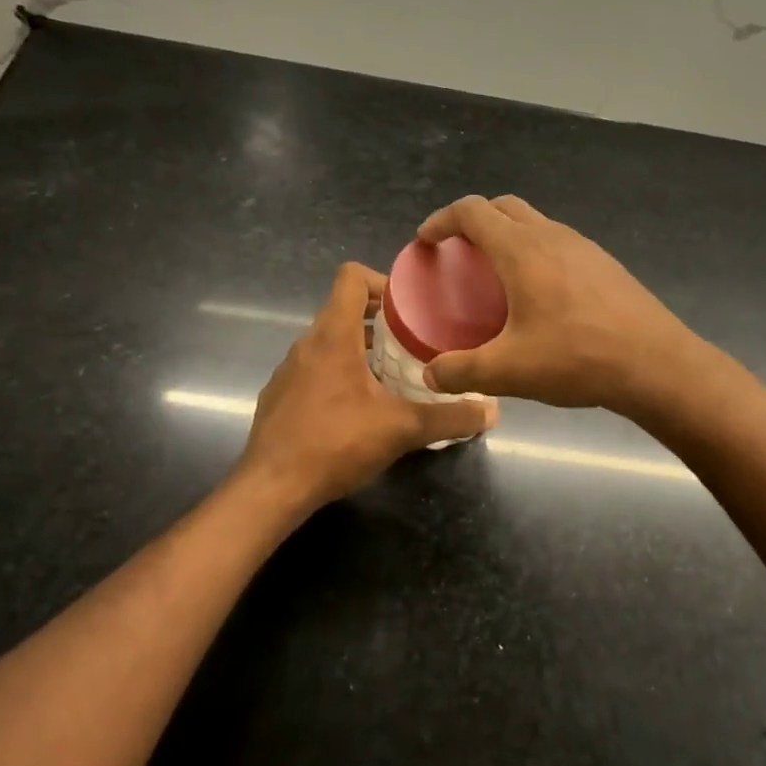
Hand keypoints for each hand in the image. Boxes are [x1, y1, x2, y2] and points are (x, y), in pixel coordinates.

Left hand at [237, 263, 497, 511]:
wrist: (272, 488)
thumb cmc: (336, 444)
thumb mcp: (402, 430)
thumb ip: (449, 418)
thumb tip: (493, 411)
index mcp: (333, 336)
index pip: (351, 277)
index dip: (382, 281)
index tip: (410, 306)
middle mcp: (306, 344)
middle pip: (343, 309)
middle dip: (380, 320)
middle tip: (414, 342)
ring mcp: (288, 370)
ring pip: (328, 342)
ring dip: (359, 348)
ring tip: (392, 374)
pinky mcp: (279, 396)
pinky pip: (313, 369)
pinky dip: (338, 374)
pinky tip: (357, 408)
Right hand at [415, 195, 702, 414]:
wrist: (656, 364)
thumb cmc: (577, 358)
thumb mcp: (508, 371)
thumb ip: (461, 370)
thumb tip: (430, 374)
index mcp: (521, 250)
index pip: (471, 212)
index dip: (442, 220)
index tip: (426, 240)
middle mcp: (551, 236)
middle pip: (503, 207)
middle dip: (473, 220)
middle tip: (458, 252)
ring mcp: (583, 246)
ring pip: (534, 222)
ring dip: (507, 234)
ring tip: (496, 273)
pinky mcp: (605, 263)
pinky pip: (558, 242)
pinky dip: (535, 251)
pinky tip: (539, 293)